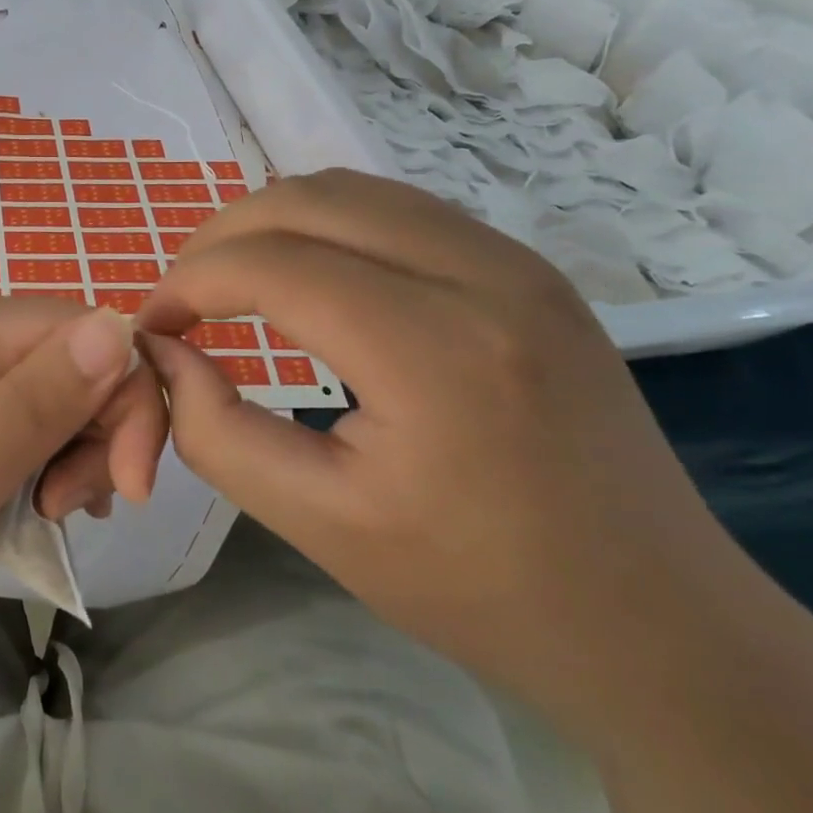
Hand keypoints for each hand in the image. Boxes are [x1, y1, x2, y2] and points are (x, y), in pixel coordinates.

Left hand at [0, 297, 160, 623]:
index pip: (92, 332)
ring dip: (77, 456)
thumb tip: (119, 324)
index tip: (126, 488)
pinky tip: (33, 504)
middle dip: (101, 436)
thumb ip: (35, 404)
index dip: (128, 401)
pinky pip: (32, 418)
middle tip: (62, 509)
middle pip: (82, 361)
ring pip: (65, 394)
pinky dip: (49, 462)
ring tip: (41, 514)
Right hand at [137, 170, 778, 735]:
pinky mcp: (526, 266)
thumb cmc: (478, 588)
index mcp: (436, 352)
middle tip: (183, 298)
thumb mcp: (319, 523)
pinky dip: (325, 225)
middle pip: (305, 201)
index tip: (153, 324)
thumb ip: (215, 431)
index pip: (271, 265)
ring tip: (232, 280)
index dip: (189, 282)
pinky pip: (395, 207)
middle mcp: (483, 276)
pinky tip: (306, 276)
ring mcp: (515, 260)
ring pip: (349, 189)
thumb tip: (162, 351)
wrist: (659, 623)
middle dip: (220, 238)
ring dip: (271, 223)